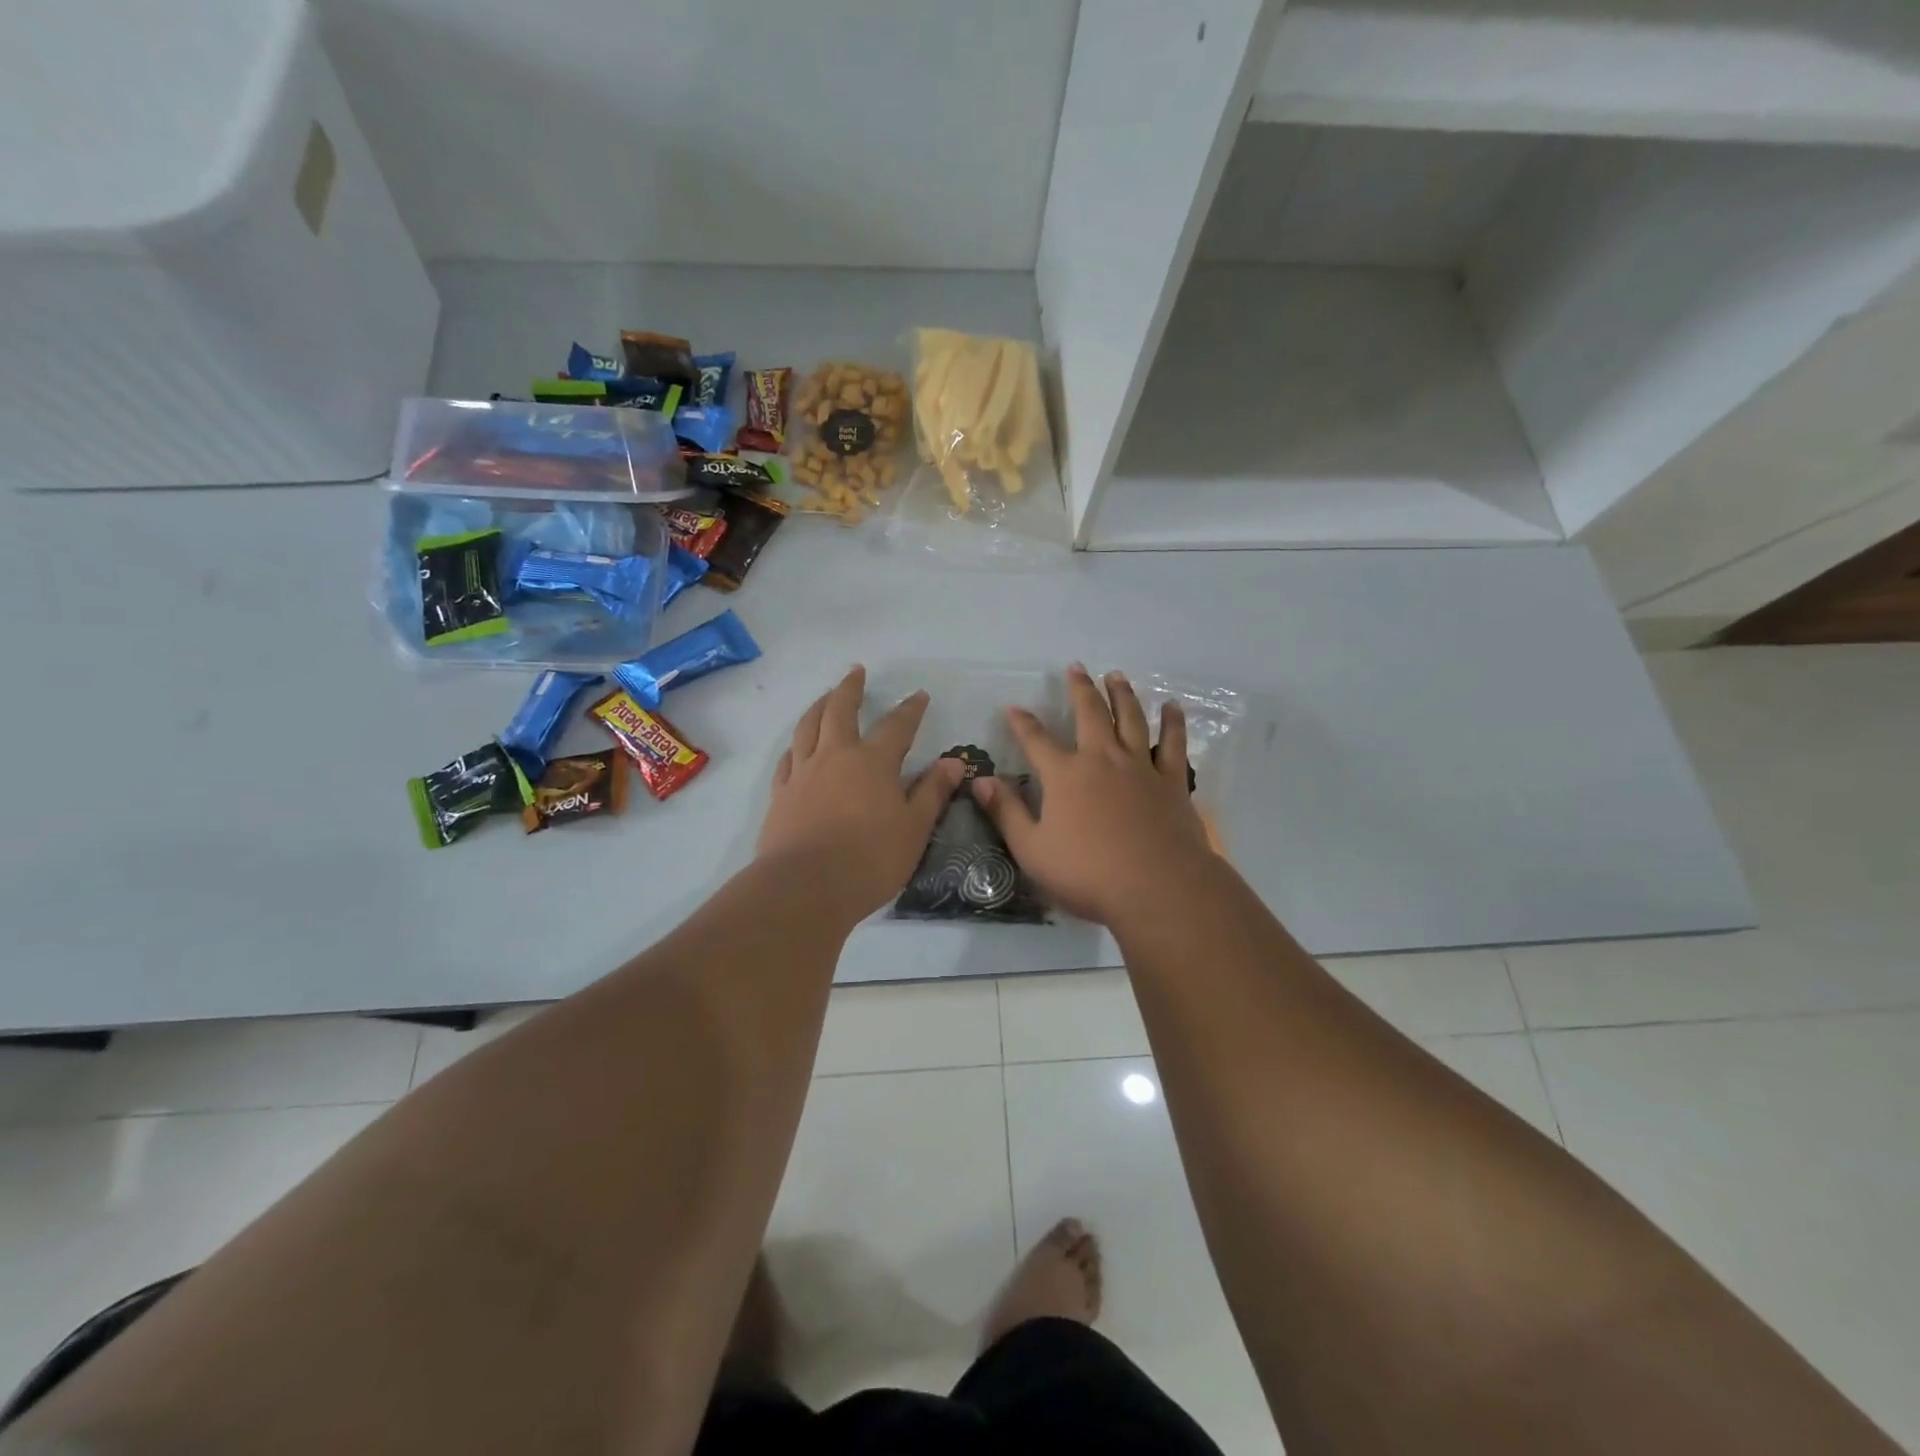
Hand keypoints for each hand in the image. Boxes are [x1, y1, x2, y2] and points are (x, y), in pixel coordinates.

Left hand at [758, 666, 964, 918]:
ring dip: (818, 706)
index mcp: (873, 762)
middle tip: (856, 672)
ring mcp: (803, 773)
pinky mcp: (781, 794)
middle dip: (850, 688)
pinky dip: (795, 745)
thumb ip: (932, 792)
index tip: (919, 695)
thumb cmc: (869, 859)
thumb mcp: (914, 828)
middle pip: (840, 710)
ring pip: (807, 726)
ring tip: (825, 696)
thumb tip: (953, 761)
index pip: (897, 726)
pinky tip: (797, 747)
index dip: (910, 709)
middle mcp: (835, 756)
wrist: (804, 887)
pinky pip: (787, 758)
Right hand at [971, 664, 1215, 926]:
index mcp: (1065, 776)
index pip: (1037, 740)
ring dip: (1122, 694)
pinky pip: (1172, 744)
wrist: (1158, 888)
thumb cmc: (1088, 874)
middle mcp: (1102, 759)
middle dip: (1080, 689)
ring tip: (1117, 675)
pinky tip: (1172, 708)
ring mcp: (1140, 767)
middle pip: (1090, 713)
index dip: (1023, 723)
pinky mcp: (1172, 781)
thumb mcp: (1032, 850)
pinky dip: (1172, 723)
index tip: (1013, 708)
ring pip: (1131, 718)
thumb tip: (980, 781)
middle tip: (1076, 667)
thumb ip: (1006, 812)